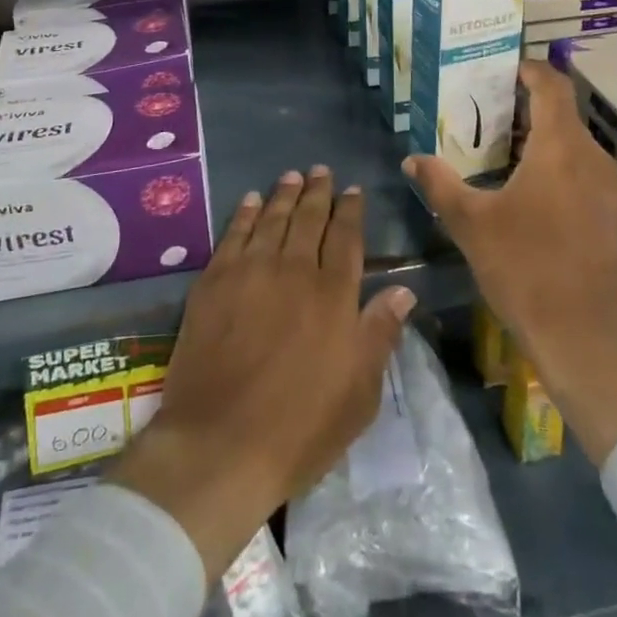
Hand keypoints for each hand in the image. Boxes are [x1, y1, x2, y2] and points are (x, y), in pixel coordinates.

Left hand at [110, 166, 414, 581]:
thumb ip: (380, 333)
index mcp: (334, 295)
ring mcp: (251, 272)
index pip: (346, 238)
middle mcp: (294, 270)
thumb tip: (403, 289)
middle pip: (309, 219)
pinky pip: (233, 235)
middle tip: (321, 171)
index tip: (354, 190)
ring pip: (272, 219)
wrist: (220, 445)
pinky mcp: (213, 282)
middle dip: (318, 192)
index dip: (351, 211)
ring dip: (284, 194)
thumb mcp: (359, 392)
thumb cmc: (300, 427)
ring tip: (292, 175)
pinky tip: (250, 201)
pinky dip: (244, 214)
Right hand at [405, 60, 616, 464]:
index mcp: (560, 148)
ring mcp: (608, 188)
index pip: (552, 85)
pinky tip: (526, 188)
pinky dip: (556, 163)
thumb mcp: (471, 223)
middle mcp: (591, 158)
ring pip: (573, 143)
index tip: (502, 68)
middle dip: (526, 105)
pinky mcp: (611, 215)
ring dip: (540, 136)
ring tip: (500, 147)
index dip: (529, 69)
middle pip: (562, 113)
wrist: (585, 336)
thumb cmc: (525, 268)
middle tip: (485, 109)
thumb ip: (439, 183)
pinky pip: (582, 169)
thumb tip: (411, 159)